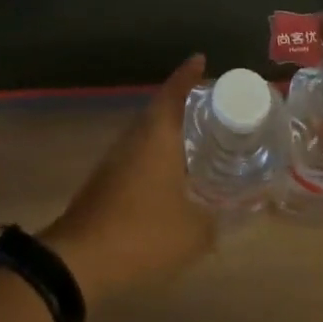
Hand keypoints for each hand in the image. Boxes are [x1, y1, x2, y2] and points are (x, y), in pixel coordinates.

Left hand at [40, 55, 216, 303]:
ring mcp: (116, 159)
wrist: (78, 262)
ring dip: (170, 131)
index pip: (175, 92)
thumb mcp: (194, 232)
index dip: (188, 74)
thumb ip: (220, 219)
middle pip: (160, 109)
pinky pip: (138, 155)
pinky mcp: (105, 181)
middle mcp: (135, 137)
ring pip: (147, 134)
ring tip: (199, 139)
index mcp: (157, 134)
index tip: (201, 59)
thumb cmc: (142, 233)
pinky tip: (173, 175)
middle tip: (213, 106)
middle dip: (185, 104)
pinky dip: (158, 155)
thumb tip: (243, 211)